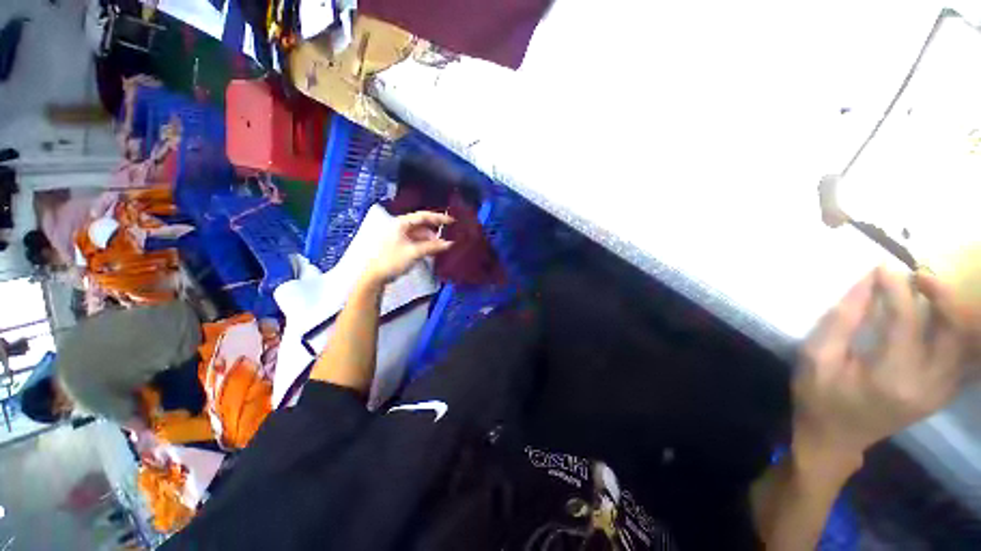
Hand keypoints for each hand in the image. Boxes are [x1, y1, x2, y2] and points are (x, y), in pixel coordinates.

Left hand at [364, 211, 453, 284]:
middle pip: (422, 225)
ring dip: (431, 240)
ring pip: (419, 234)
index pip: (423, 216)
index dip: (439, 218)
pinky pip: (416, 241)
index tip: (451, 221)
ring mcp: (399, 236)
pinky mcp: (399, 245)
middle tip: (447, 236)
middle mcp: (399, 227)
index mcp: (400, 223)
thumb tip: (448, 244)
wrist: (374, 276)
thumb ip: (433, 247)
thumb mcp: (414, 252)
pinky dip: (425, 245)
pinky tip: (433, 251)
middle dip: (435, 232)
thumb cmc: (390, 261)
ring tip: (441, 246)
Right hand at [793, 267, 967, 465]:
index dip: (896, 289)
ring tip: (932, 293)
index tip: (884, 267)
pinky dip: (961, 336)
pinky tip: (945, 322)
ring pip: (966, 344)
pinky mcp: (941, 395)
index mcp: (890, 377)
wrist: (834, 438)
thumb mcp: (816, 357)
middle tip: (919, 275)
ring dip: (955, 312)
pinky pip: (965, 361)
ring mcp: (939, 393)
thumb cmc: (818, 396)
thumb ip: (842, 321)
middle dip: (941, 295)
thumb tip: (866, 283)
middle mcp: (925, 385)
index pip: (906, 321)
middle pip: (953, 331)